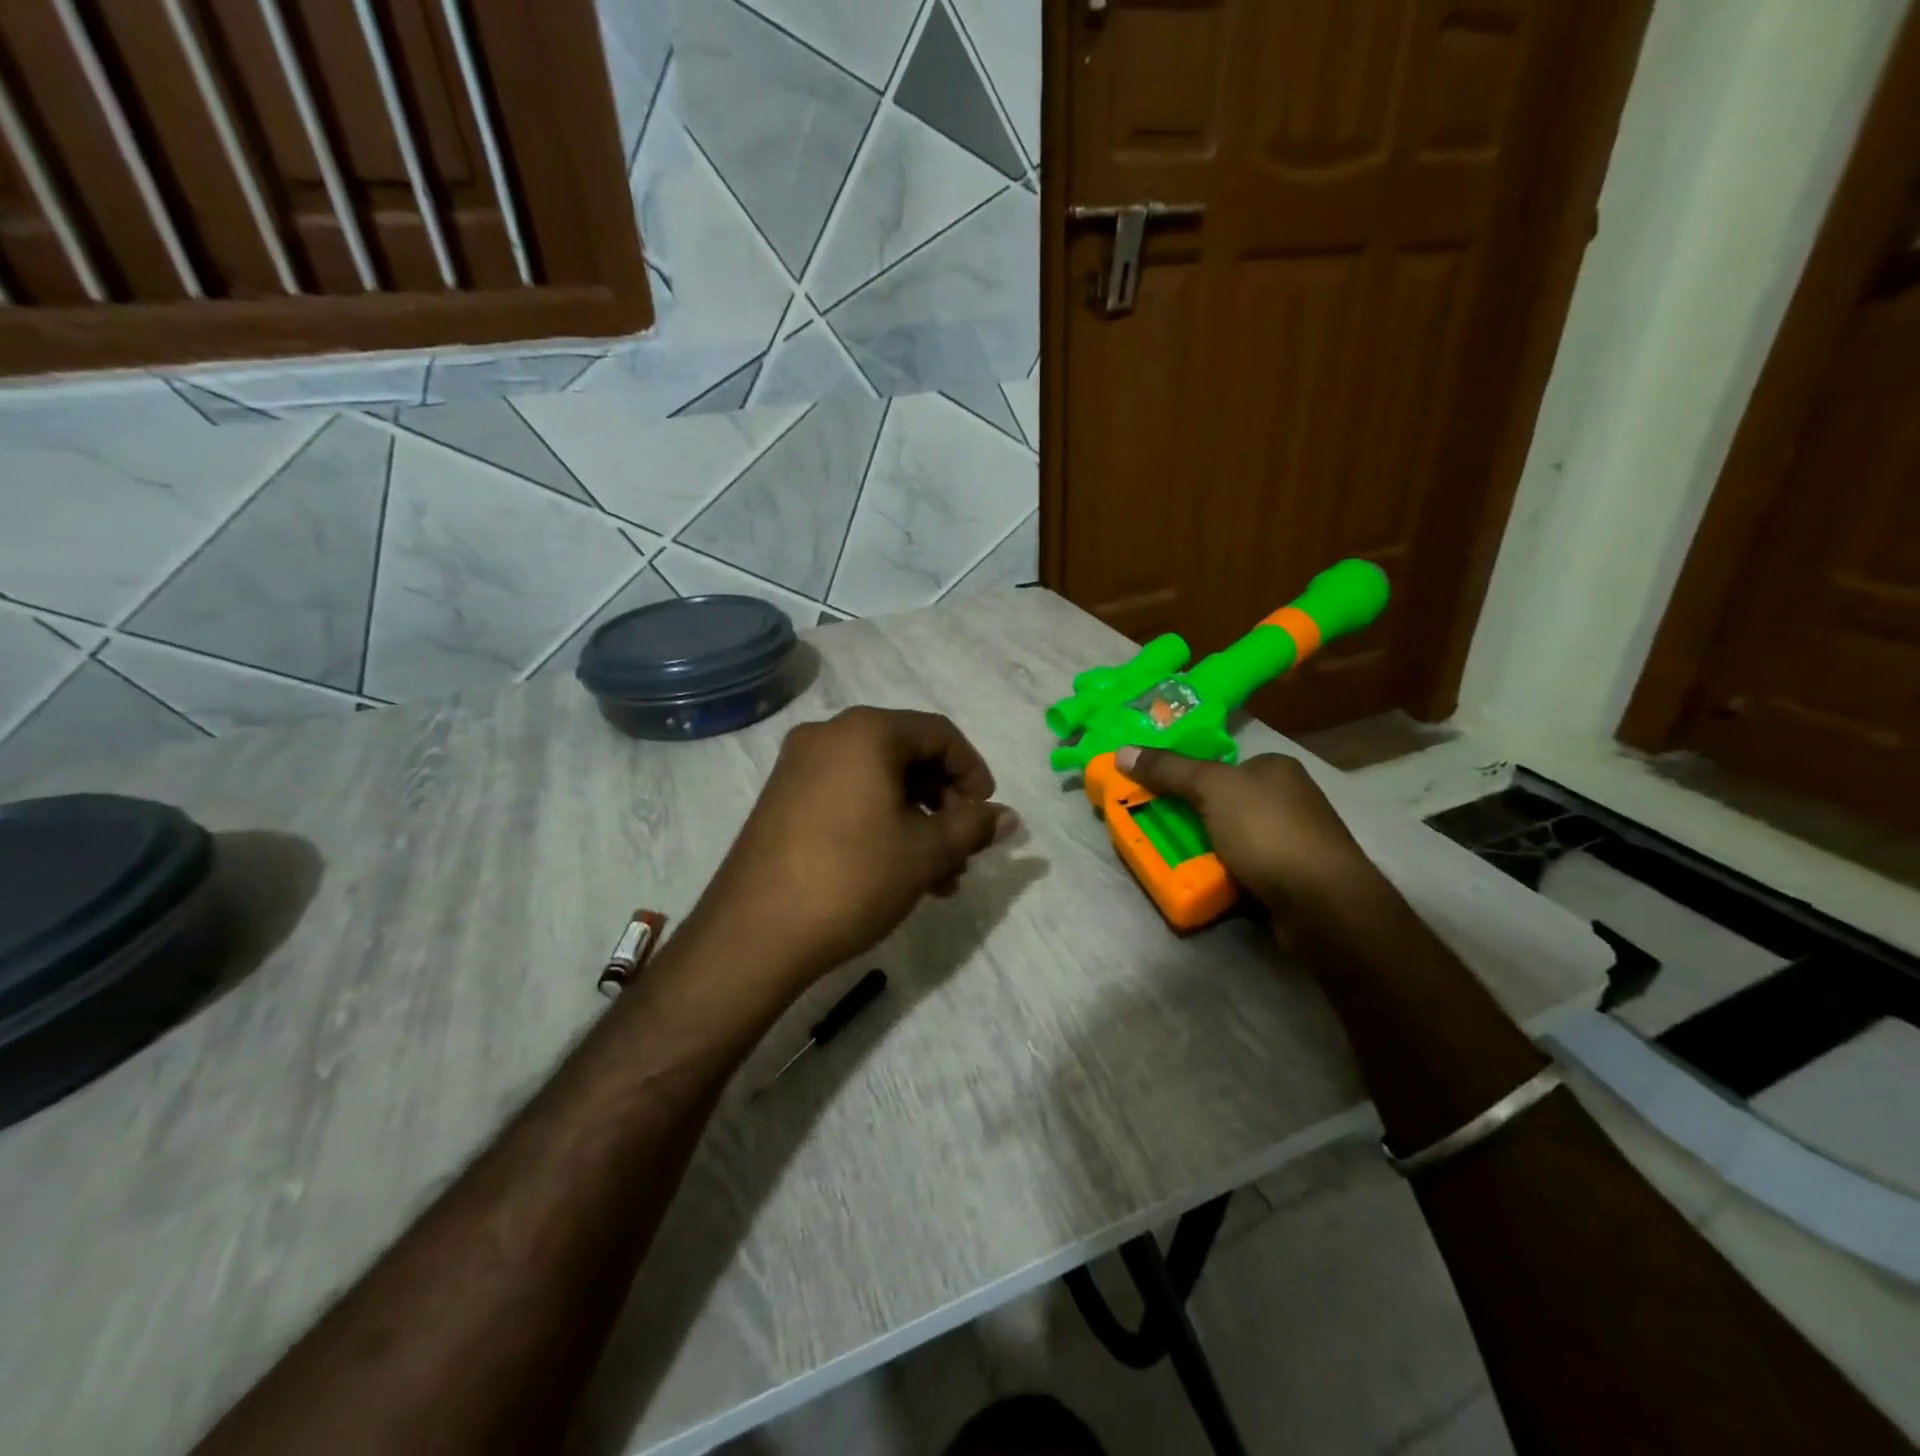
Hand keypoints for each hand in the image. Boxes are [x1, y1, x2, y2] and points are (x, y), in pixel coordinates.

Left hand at [689, 707, 1018, 988]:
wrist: (755, 933)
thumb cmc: (853, 877)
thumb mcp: (926, 852)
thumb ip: (973, 826)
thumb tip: (1008, 816)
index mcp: (866, 731)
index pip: (939, 734)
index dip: (973, 772)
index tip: (986, 815)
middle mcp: (829, 736)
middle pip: (907, 755)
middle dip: (944, 803)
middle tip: (963, 848)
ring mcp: (798, 767)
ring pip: (878, 782)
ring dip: (916, 821)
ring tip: (939, 875)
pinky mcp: (782, 800)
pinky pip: (847, 797)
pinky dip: (880, 823)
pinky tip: (898, 872)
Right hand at [1114, 746, 1379, 916]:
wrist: (1320, 902)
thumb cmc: (1267, 831)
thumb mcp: (1211, 788)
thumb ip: (1168, 769)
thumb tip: (1121, 751)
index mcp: (1275, 767)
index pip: (1221, 765)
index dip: (1186, 777)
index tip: (1155, 795)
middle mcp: (1289, 798)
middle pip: (1223, 802)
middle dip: (1191, 817)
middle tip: (1156, 829)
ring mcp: (1294, 839)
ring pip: (1231, 838)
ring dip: (1204, 849)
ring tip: (1170, 859)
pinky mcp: (1292, 877)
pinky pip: (1244, 868)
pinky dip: (1223, 874)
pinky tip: (1203, 883)